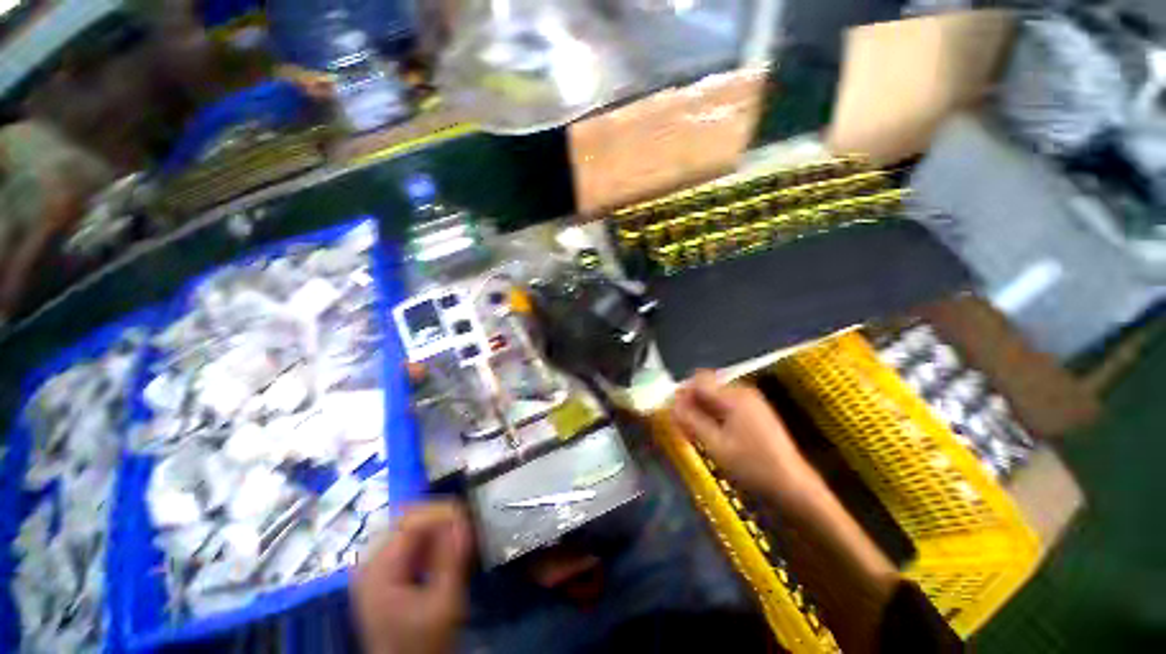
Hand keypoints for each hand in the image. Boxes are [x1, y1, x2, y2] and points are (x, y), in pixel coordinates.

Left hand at [353, 502, 471, 653]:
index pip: (410, 520)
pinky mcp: (383, 572)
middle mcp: (371, 561)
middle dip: (440, 520)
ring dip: (437, 530)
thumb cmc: (423, 641)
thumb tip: (465, 520)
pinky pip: (408, 542)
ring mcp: (375, 566)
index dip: (441, 512)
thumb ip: (452, 559)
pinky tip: (443, 553)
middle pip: (408, 520)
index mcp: (379, 568)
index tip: (466, 518)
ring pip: (410, 529)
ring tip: (458, 540)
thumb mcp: (443, 603)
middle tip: (464, 529)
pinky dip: (429, 542)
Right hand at [671, 370, 822, 507]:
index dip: (682, 392)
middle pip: (707, 386)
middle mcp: (743, 391)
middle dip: (691, 401)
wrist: (794, 487)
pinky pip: (726, 404)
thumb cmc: (752, 467)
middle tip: (683, 424)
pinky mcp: (756, 412)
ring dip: (702, 409)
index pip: (698, 380)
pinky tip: (713, 433)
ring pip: (715, 396)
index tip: (673, 411)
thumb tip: (671, 404)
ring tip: (696, 431)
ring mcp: (752, 401)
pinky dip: (715, 414)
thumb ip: (690, 421)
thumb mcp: (715, 445)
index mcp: (733, 396)